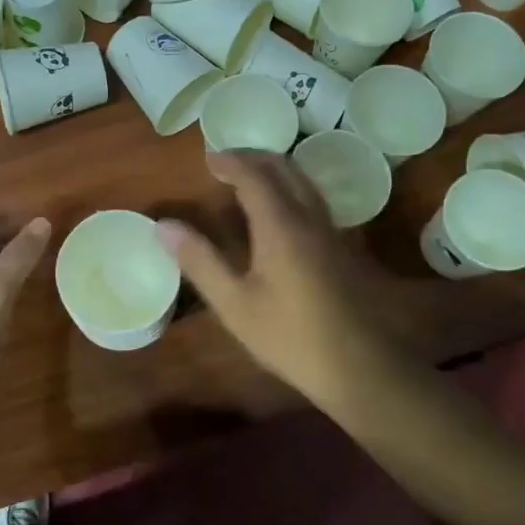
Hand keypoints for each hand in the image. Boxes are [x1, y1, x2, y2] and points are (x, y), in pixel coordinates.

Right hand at [156, 152, 398, 399]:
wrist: (361, 367)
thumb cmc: (290, 336)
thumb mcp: (235, 304)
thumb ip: (200, 261)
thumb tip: (164, 226)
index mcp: (280, 225)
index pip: (254, 176)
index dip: (230, 162)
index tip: (208, 158)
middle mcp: (309, 217)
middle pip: (285, 168)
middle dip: (254, 157)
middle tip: (226, 161)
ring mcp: (331, 231)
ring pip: (304, 182)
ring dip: (276, 170)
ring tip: (250, 178)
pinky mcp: (344, 247)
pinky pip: (314, 199)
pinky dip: (291, 188)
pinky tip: (282, 212)